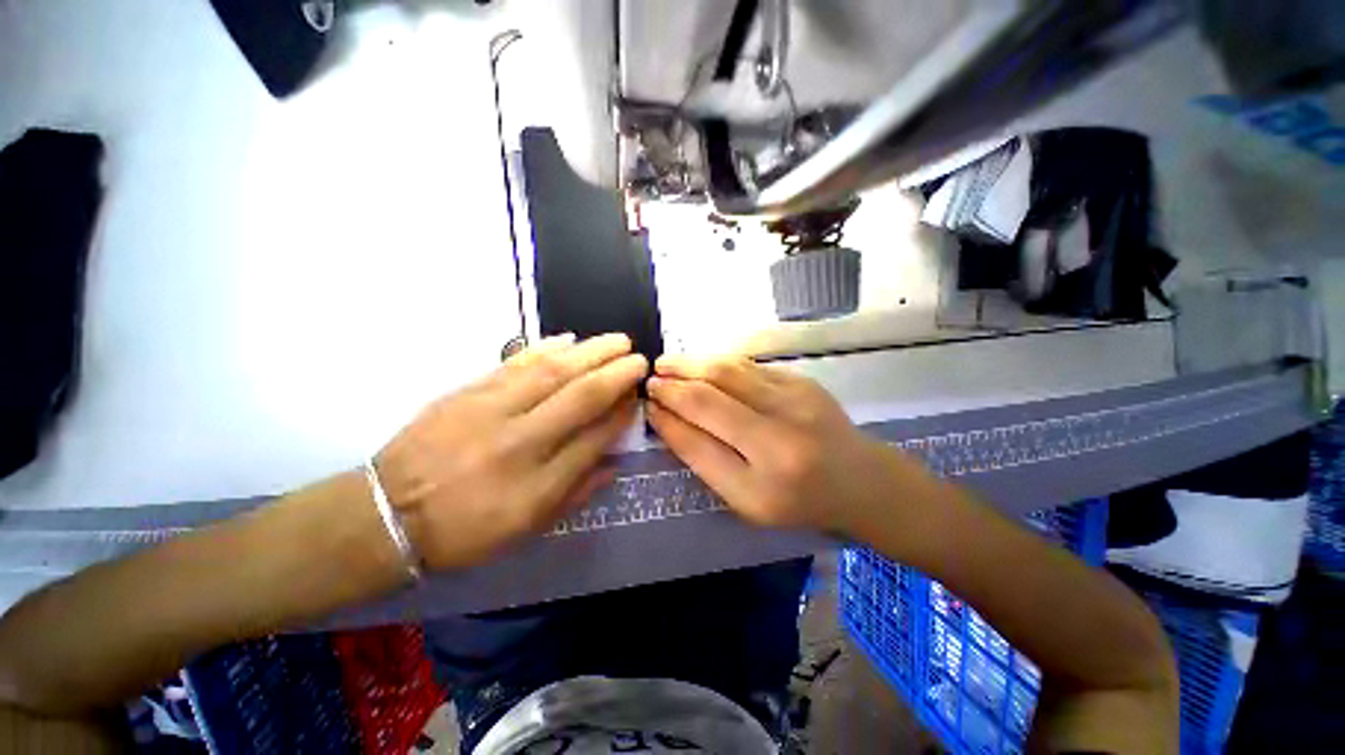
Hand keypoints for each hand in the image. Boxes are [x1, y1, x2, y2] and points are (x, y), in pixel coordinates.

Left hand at [374, 333, 646, 570]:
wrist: (388, 514)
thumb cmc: (466, 530)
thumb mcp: (528, 527)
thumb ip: (577, 492)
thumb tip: (614, 462)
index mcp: (538, 484)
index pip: (595, 437)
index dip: (622, 413)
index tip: (638, 396)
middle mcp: (520, 442)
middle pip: (580, 397)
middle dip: (616, 373)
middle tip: (639, 357)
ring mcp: (491, 411)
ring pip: (552, 372)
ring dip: (591, 352)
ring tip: (617, 340)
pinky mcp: (467, 392)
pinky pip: (514, 363)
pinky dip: (545, 347)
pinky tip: (568, 338)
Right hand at [646, 354, 902, 533]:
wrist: (860, 479)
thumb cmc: (798, 501)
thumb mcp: (746, 500)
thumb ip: (705, 459)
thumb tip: (667, 418)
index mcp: (762, 484)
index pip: (698, 442)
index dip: (667, 419)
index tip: (647, 406)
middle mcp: (780, 437)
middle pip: (710, 397)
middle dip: (672, 384)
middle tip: (651, 378)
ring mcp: (795, 400)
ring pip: (727, 370)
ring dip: (690, 363)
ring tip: (666, 364)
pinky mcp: (801, 380)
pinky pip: (747, 365)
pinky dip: (716, 362)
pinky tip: (700, 365)